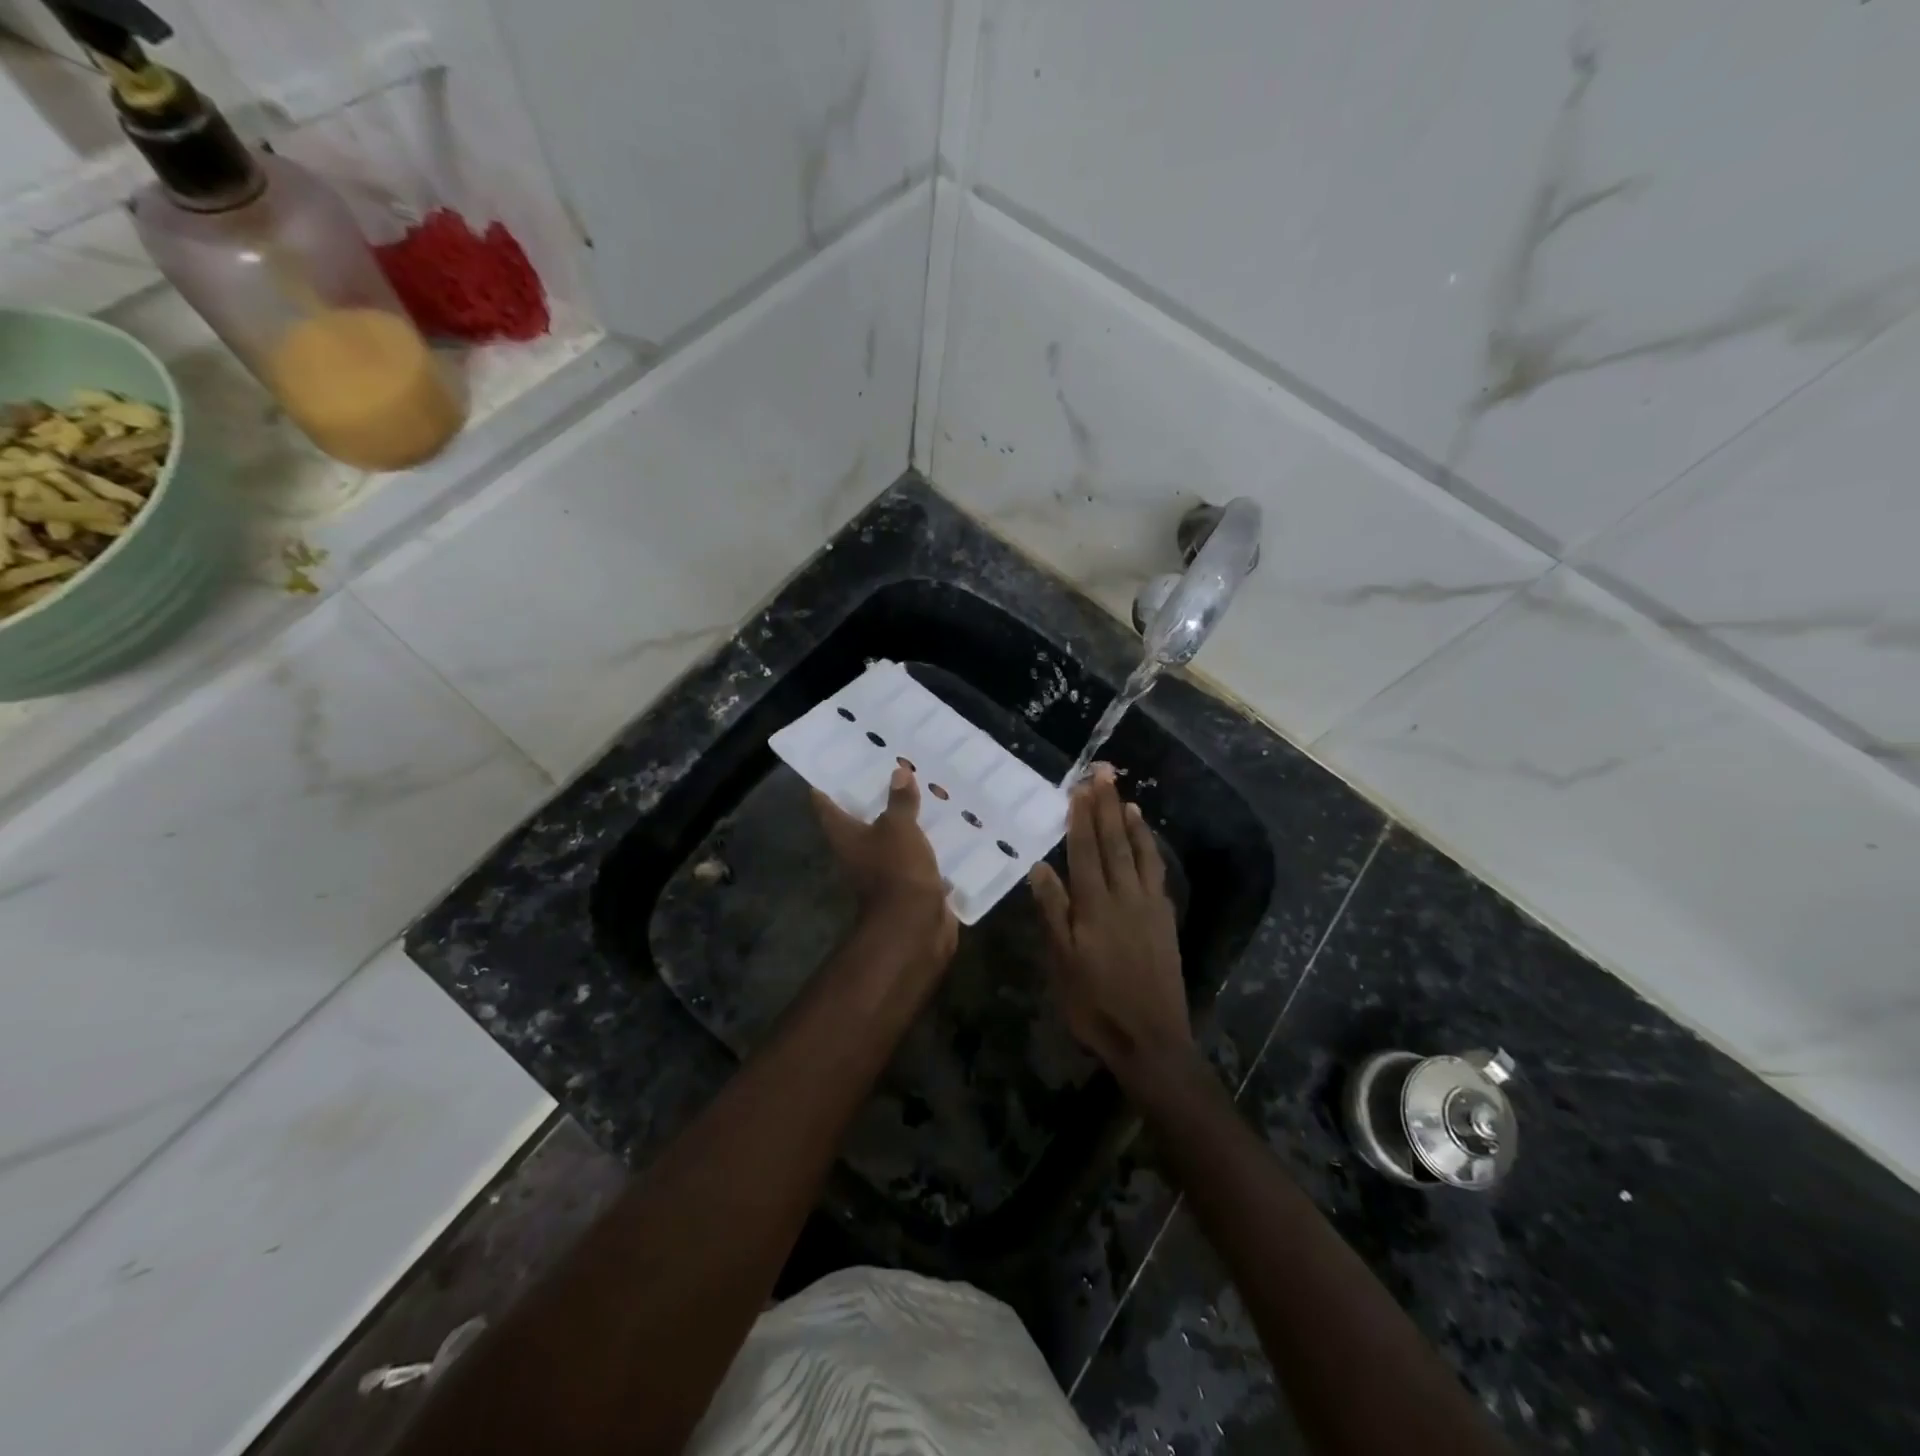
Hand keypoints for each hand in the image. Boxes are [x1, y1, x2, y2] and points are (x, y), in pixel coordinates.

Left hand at [813, 765, 957, 968]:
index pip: (826, 805)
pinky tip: (944, 825)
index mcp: (845, 836)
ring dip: (904, 819)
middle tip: (890, 767)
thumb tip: (898, 772)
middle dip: (874, 797)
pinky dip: (926, 843)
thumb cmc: (896, 870)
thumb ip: (899, 801)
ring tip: (922, 790)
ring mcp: (883, 870)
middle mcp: (858, 852)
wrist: (914, 926)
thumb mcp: (899, 828)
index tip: (835, 763)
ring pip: (891, 837)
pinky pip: (916, 856)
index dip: (827, 784)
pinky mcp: (909, 883)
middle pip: (860, 820)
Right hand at [1030, 765, 1192, 1082]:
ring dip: (1132, 823)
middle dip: (1107, 806)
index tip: (1079, 788)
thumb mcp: (1061, 962)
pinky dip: (1151, 851)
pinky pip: (1157, 873)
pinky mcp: (1165, 920)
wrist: (1151, 1039)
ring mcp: (1149, 907)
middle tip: (1103, 773)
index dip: (1081, 817)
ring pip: (1140, 854)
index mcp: (1095, 905)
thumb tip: (1040, 867)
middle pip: (1114, 842)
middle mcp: (1125, 896)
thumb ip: (1053, 912)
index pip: (1086, 850)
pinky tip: (1148, 843)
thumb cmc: (1095, 1004)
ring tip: (1126, 798)